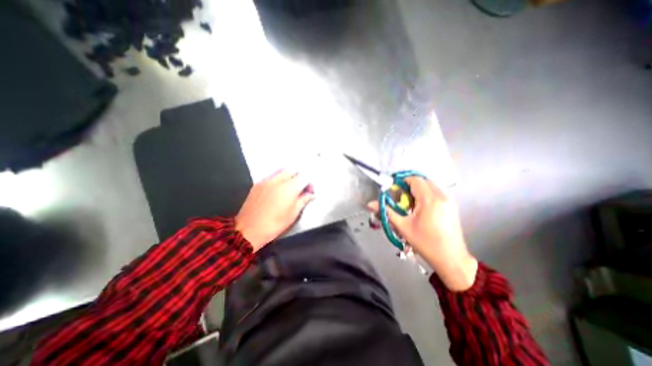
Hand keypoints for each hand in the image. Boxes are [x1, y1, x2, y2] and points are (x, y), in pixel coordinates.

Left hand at [236, 169, 314, 251]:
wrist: (249, 230)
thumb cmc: (275, 224)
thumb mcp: (293, 214)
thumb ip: (304, 200)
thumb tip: (311, 195)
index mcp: (290, 188)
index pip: (305, 176)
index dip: (310, 183)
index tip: (309, 191)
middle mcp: (279, 180)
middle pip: (293, 169)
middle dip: (300, 176)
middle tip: (300, 188)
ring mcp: (267, 180)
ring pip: (282, 170)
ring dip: (289, 175)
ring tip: (289, 188)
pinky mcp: (258, 183)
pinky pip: (272, 175)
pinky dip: (278, 178)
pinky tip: (277, 190)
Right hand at [367, 178, 476, 291]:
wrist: (451, 259)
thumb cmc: (425, 243)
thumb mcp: (403, 227)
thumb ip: (386, 212)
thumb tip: (370, 204)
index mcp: (429, 200)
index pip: (415, 180)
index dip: (403, 181)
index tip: (395, 190)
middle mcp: (441, 196)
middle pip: (423, 181)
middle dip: (410, 186)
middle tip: (402, 198)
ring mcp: (449, 201)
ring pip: (431, 186)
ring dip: (419, 190)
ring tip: (411, 204)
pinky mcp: (452, 206)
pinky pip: (437, 192)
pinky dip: (427, 194)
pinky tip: (422, 208)